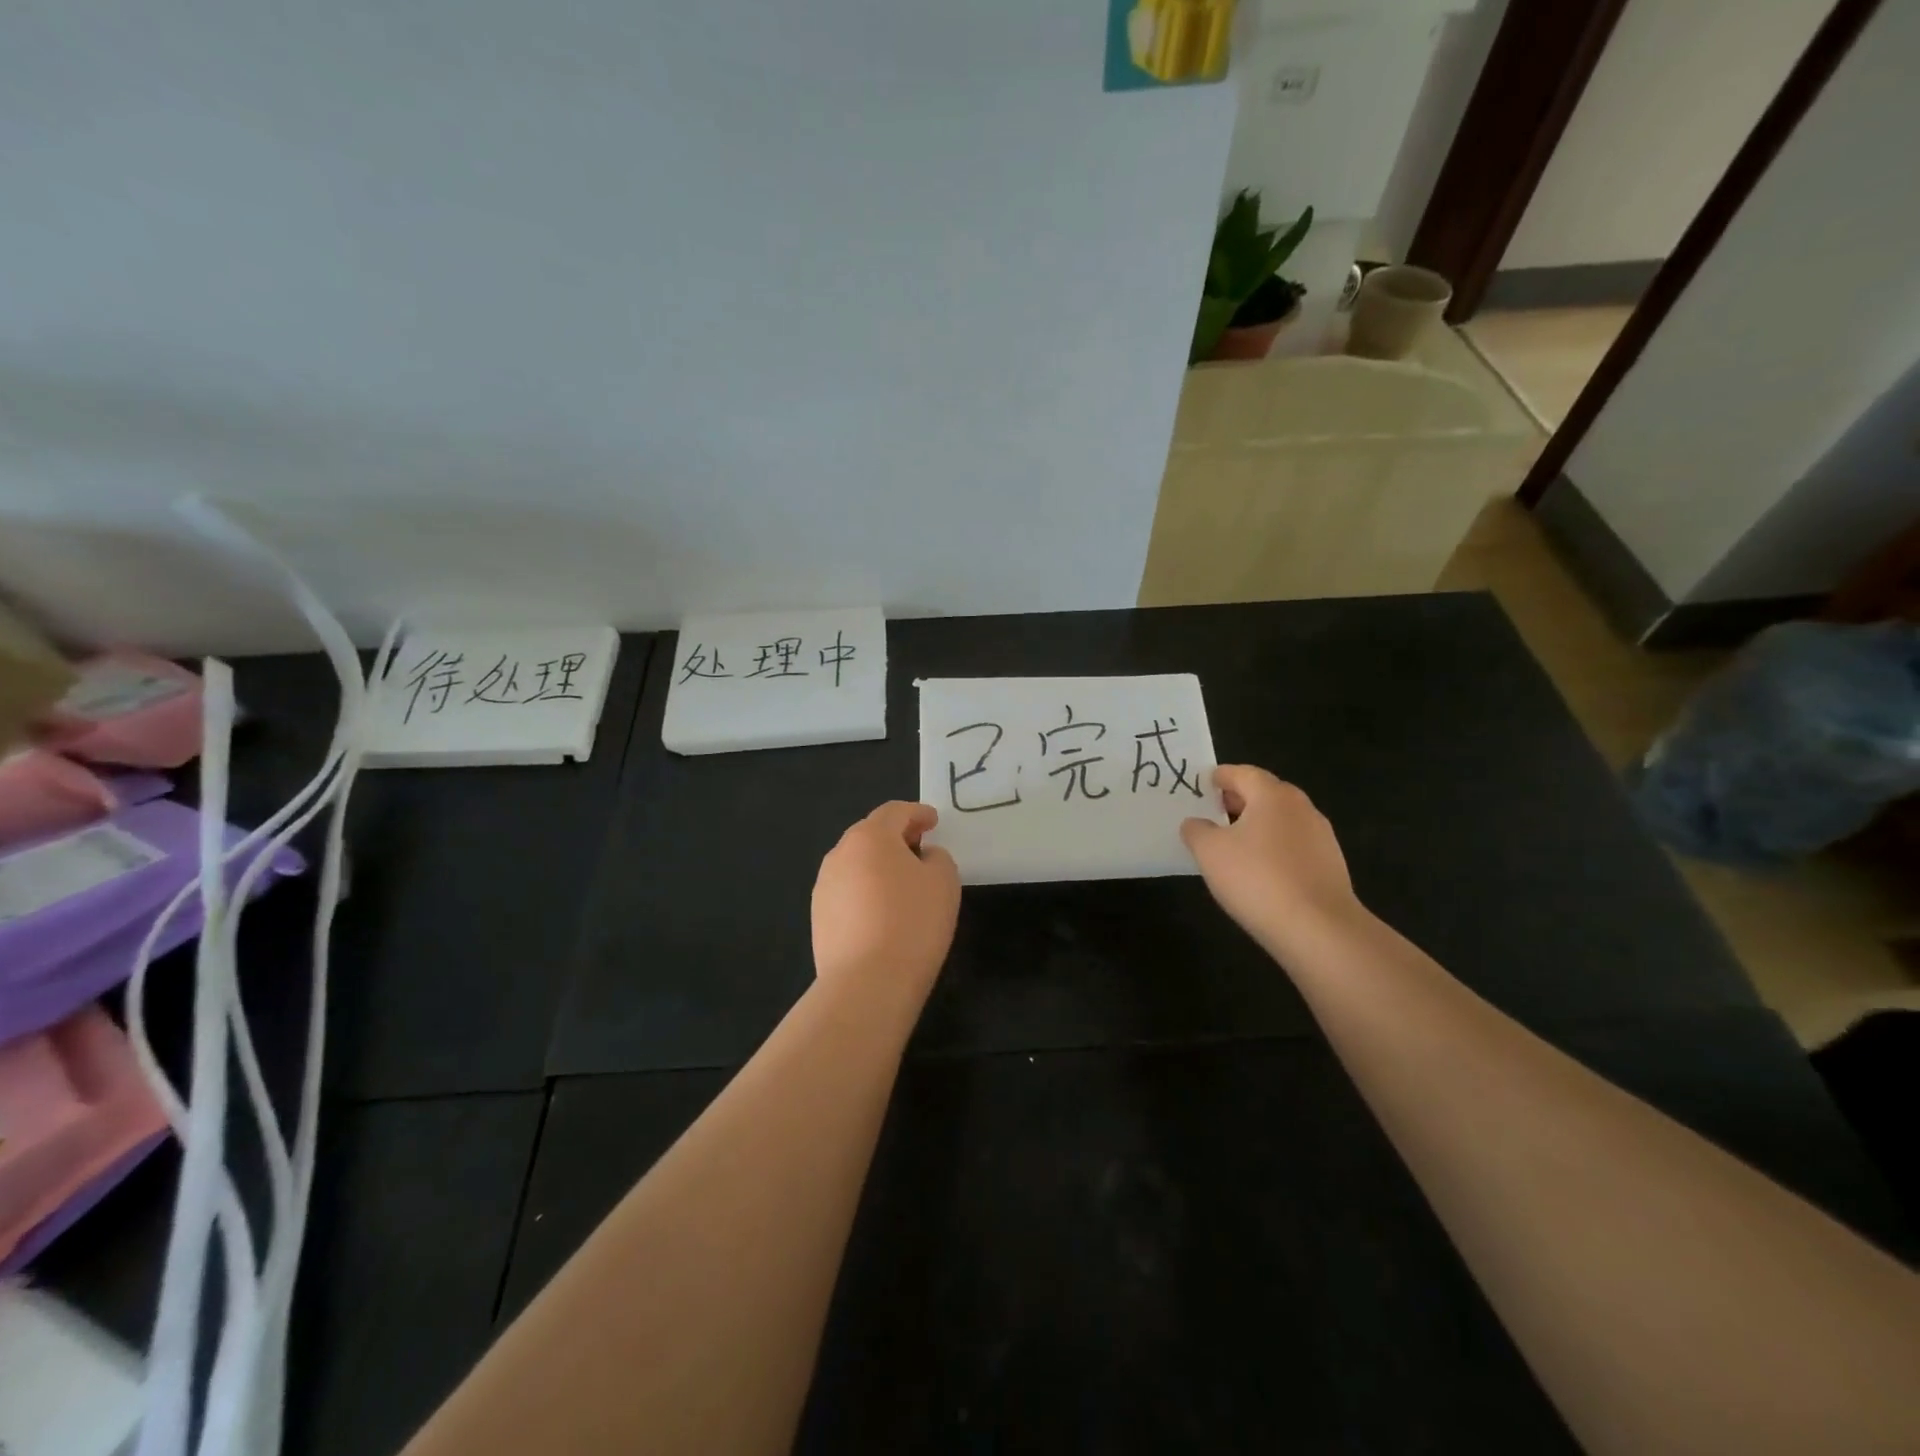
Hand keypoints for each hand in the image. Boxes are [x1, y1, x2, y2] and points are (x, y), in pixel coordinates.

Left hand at [812, 801, 960, 1004]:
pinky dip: (866, 892)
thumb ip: (937, 858)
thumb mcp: (943, 882)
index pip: (895, 812)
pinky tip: (882, 913)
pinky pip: (847, 892)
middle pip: (870, 835)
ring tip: (902, 883)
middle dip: (896, 836)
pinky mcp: (818, 918)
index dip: (917, 813)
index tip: (933, 821)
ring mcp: (824, 887)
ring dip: (878, 865)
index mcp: (870, 837)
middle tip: (919, 847)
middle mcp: (840, 854)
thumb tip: (922, 857)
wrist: (866, 984)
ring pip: (856, 864)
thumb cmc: (912, 922)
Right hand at [1181, 765, 1362, 955]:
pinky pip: (1294, 845)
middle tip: (1215, 810)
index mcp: (1272, 796)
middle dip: (1240, 798)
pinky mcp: (1330, 865)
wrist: (1318, 929)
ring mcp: (1321, 837)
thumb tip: (1195, 823)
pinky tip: (1260, 869)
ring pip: (1282, 820)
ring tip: (1234, 842)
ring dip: (1258, 824)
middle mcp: (1301, 808)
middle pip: (1266, 794)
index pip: (1243, 773)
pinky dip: (1274, 847)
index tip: (1205, 782)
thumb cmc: (1257, 879)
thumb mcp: (1209, 852)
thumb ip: (1196, 831)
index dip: (1221, 776)